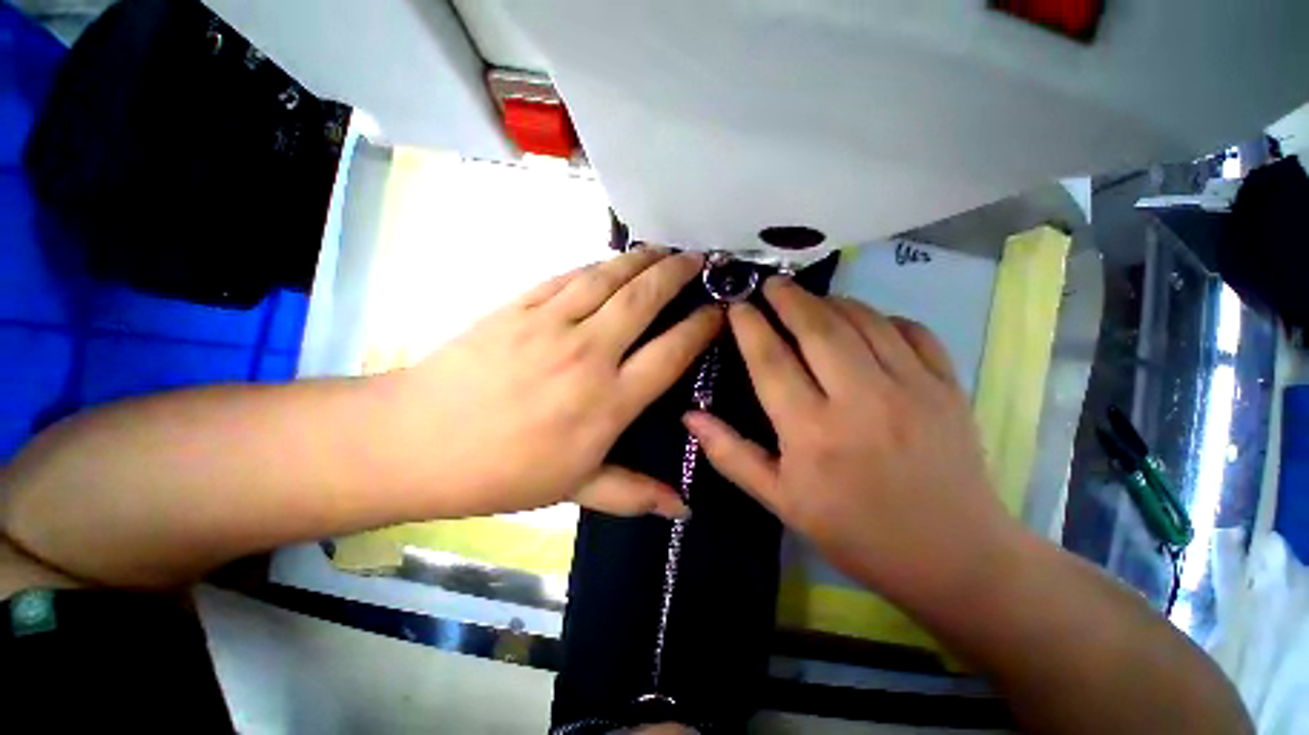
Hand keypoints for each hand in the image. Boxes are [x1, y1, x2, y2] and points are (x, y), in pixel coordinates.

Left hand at [400, 248, 721, 519]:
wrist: (418, 441)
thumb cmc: (503, 471)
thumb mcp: (576, 489)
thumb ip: (635, 494)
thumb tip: (683, 511)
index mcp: (607, 402)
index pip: (671, 353)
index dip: (700, 327)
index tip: (718, 310)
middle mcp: (588, 354)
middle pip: (644, 300)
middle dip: (677, 274)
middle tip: (698, 259)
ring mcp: (550, 324)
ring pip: (607, 278)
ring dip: (640, 259)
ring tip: (662, 248)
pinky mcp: (518, 306)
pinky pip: (568, 277)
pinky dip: (596, 264)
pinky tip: (609, 261)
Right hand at [684, 278, 1019, 609]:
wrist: (952, 557)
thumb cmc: (854, 531)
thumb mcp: (780, 500)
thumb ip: (731, 454)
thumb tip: (689, 416)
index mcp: (812, 433)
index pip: (771, 361)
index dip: (750, 327)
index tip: (736, 304)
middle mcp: (860, 401)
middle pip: (817, 328)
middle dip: (788, 298)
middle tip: (770, 283)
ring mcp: (911, 388)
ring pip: (863, 321)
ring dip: (830, 301)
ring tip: (809, 300)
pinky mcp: (948, 386)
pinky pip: (911, 331)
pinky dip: (882, 316)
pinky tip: (865, 322)